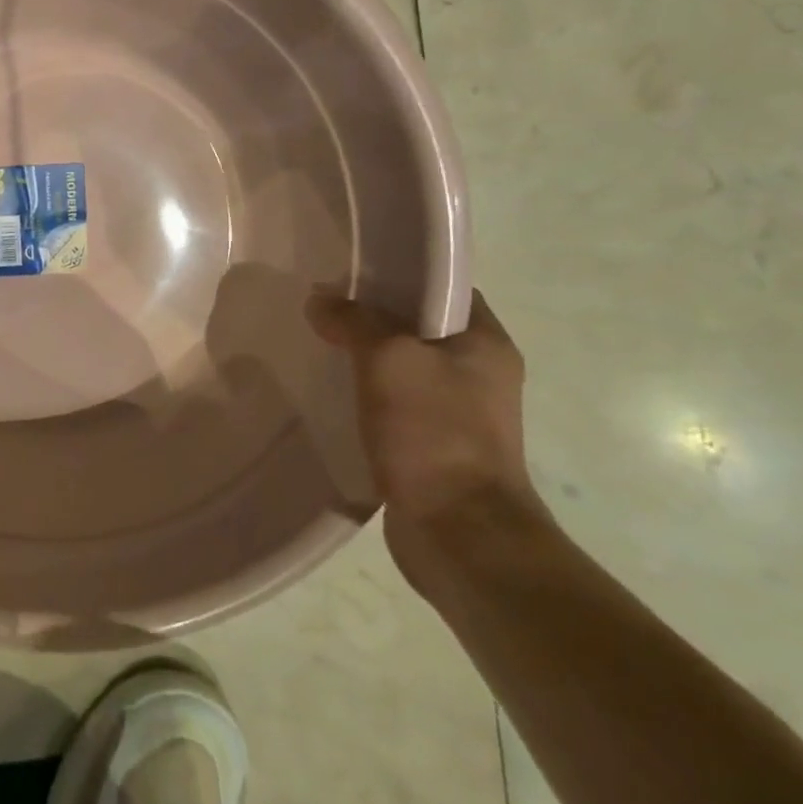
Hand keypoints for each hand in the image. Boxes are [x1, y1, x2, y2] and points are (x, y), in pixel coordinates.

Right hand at [307, 289, 544, 592]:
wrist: (460, 533)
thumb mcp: (389, 358)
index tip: (350, 270)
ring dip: (363, 357)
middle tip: (321, 305)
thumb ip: (354, 320)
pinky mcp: (432, 447)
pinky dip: (362, 394)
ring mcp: (458, 414)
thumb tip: (320, 300)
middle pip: (418, 327)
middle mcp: (479, 374)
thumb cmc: (435, 433)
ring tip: (316, 344)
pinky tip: (327, 392)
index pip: (443, 288)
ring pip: (402, 368)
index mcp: (486, 344)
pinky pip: (392, 405)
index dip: (399, 273)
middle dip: (371, 316)